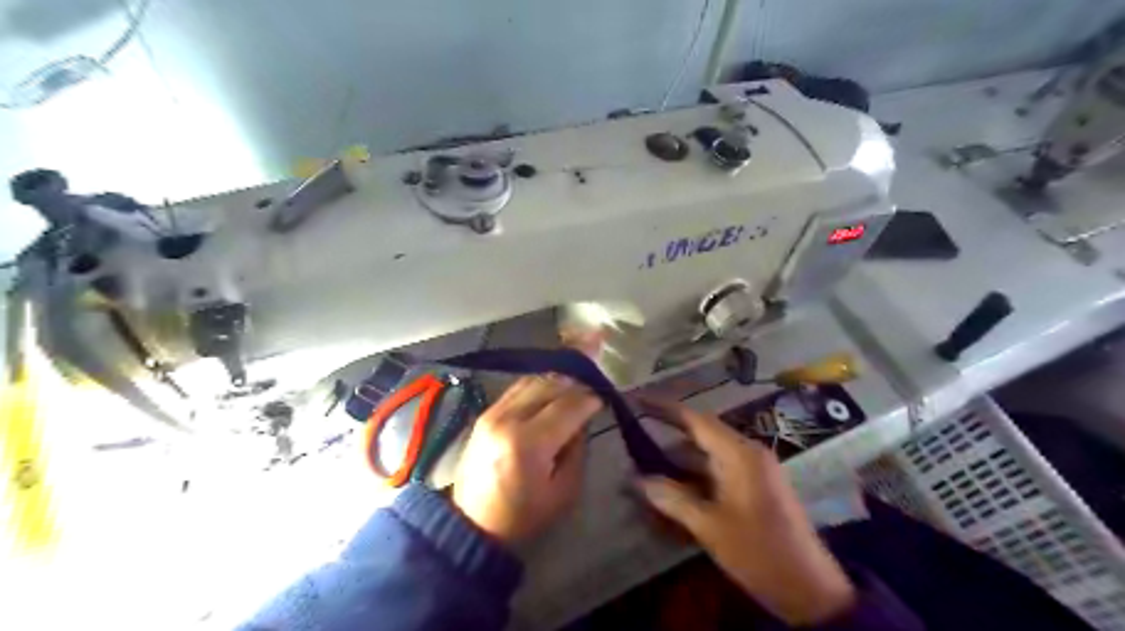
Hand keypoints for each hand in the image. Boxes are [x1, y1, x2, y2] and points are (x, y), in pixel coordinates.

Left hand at [452, 348, 602, 543]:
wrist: (472, 524)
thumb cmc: (522, 515)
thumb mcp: (564, 491)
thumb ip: (577, 450)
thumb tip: (582, 422)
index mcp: (529, 443)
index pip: (567, 407)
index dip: (589, 401)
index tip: (601, 402)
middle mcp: (509, 419)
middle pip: (549, 386)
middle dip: (575, 388)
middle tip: (589, 396)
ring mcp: (493, 413)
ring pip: (532, 381)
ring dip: (556, 383)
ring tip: (571, 393)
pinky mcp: (485, 413)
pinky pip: (516, 388)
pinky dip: (537, 386)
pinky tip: (549, 396)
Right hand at [637, 399, 856, 625]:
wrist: (809, 589)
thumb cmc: (758, 552)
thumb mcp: (709, 526)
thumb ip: (672, 498)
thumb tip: (637, 479)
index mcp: (739, 454)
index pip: (695, 419)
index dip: (663, 408)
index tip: (636, 401)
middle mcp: (747, 453)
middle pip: (699, 436)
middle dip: (666, 441)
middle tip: (633, 445)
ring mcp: (752, 470)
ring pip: (707, 456)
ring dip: (678, 463)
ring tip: (645, 471)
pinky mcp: (754, 487)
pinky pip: (717, 472)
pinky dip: (694, 478)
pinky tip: (672, 491)